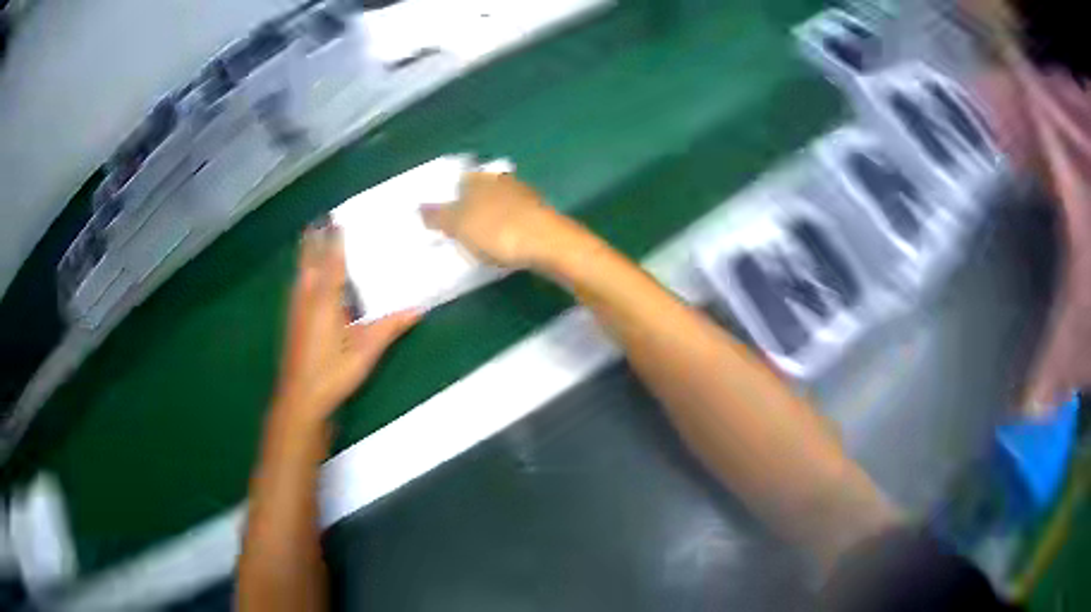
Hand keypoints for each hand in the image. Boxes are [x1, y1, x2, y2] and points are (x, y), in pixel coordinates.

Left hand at [274, 226, 420, 423]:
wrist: (299, 398)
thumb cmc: (331, 374)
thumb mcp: (364, 353)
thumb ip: (389, 328)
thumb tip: (418, 308)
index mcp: (325, 301)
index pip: (332, 261)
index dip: (335, 238)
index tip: (338, 216)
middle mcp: (307, 297)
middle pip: (310, 260)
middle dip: (315, 238)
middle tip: (322, 216)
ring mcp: (296, 308)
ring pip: (301, 271)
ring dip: (307, 252)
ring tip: (313, 233)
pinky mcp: (292, 319)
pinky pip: (298, 284)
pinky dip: (303, 270)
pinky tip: (306, 275)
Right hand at [421, 172, 562, 268]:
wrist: (548, 244)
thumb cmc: (497, 231)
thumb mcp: (459, 225)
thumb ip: (438, 216)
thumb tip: (419, 208)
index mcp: (480, 178)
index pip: (460, 180)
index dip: (451, 197)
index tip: (444, 217)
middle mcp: (503, 181)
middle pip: (480, 191)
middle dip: (470, 207)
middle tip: (458, 229)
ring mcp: (525, 197)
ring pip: (499, 204)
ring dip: (489, 219)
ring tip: (479, 240)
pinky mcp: (539, 216)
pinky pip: (514, 220)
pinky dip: (506, 230)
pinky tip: (503, 244)